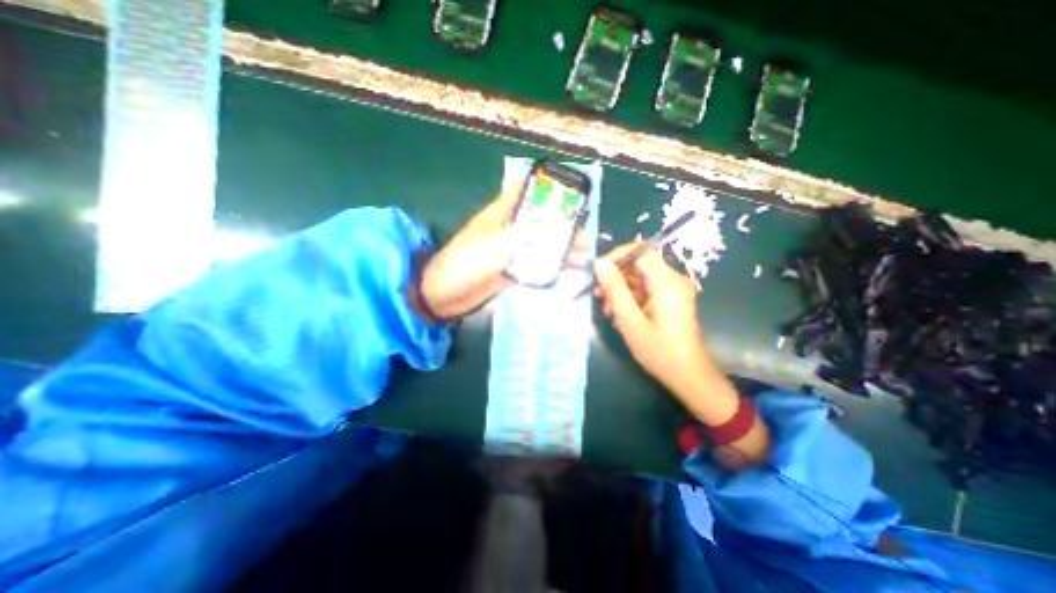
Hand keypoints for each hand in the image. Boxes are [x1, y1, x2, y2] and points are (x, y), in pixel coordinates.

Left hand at [420, 180, 584, 322]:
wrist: (444, 295)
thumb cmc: (466, 262)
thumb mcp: (498, 243)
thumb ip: (530, 232)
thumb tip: (564, 224)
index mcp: (501, 213)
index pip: (524, 191)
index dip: (545, 188)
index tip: (570, 194)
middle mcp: (508, 229)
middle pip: (540, 222)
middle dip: (563, 227)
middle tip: (584, 238)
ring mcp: (511, 251)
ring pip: (540, 245)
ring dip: (560, 250)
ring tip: (582, 258)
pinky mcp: (512, 270)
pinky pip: (535, 265)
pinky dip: (551, 267)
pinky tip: (566, 272)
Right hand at [594, 242, 707, 395]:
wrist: (688, 375)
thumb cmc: (658, 351)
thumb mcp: (630, 321)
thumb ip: (615, 289)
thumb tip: (600, 263)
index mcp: (667, 283)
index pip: (640, 251)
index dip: (616, 257)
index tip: (598, 272)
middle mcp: (674, 279)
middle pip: (639, 263)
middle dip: (616, 276)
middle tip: (598, 295)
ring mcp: (675, 289)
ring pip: (641, 277)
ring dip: (621, 289)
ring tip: (607, 310)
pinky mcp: (673, 298)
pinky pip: (648, 288)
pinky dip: (631, 297)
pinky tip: (620, 314)